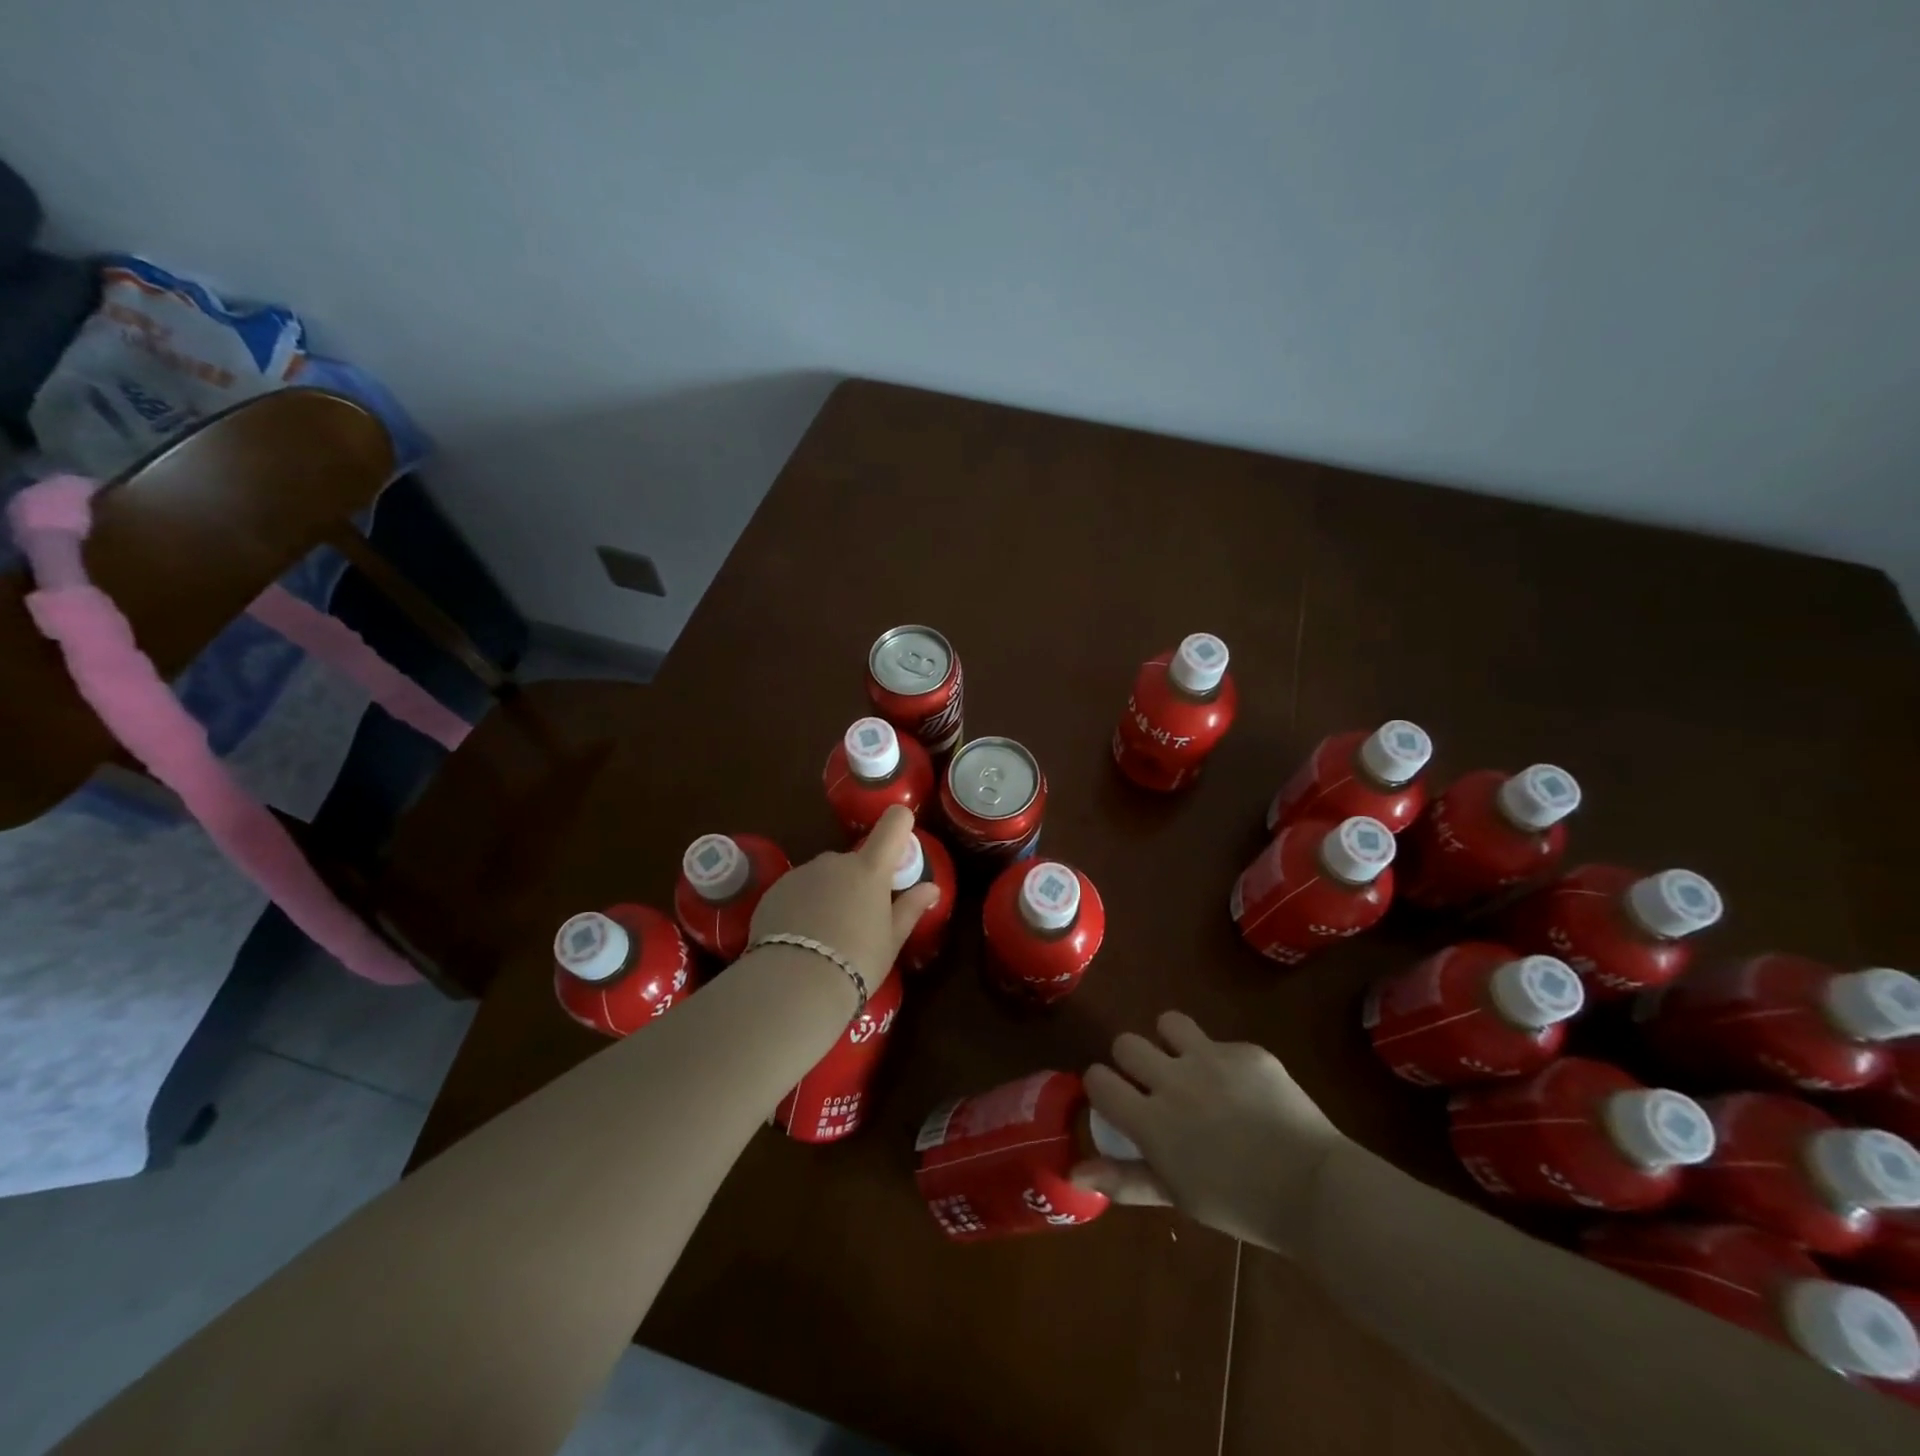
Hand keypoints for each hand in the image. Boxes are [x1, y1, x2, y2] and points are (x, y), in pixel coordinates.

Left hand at [747, 805, 940, 998]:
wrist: (792, 984)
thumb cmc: (855, 962)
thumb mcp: (891, 941)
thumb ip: (910, 908)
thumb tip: (931, 888)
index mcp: (870, 869)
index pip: (893, 823)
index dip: (900, 826)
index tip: (900, 850)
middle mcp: (835, 862)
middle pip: (855, 860)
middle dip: (858, 882)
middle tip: (858, 921)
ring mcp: (802, 873)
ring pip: (824, 876)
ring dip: (829, 894)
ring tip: (825, 936)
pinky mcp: (774, 890)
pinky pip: (797, 890)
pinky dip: (802, 905)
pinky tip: (800, 939)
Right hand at [1071, 1012, 1345, 1255]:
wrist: (1316, 1191)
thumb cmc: (1241, 1206)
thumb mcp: (1179, 1197)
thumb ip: (1125, 1178)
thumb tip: (1074, 1172)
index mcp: (1151, 1121)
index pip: (1098, 1079)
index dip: (1102, 1087)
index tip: (1117, 1101)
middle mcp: (1173, 1080)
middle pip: (1126, 1043)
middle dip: (1133, 1062)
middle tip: (1155, 1086)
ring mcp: (1211, 1058)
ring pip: (1168, 1023)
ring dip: (1172, 1043)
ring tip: (1191, 1068)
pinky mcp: (1246, 1050)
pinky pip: (1220, 1042)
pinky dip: (1224, 1062)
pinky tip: (1246, 1091)